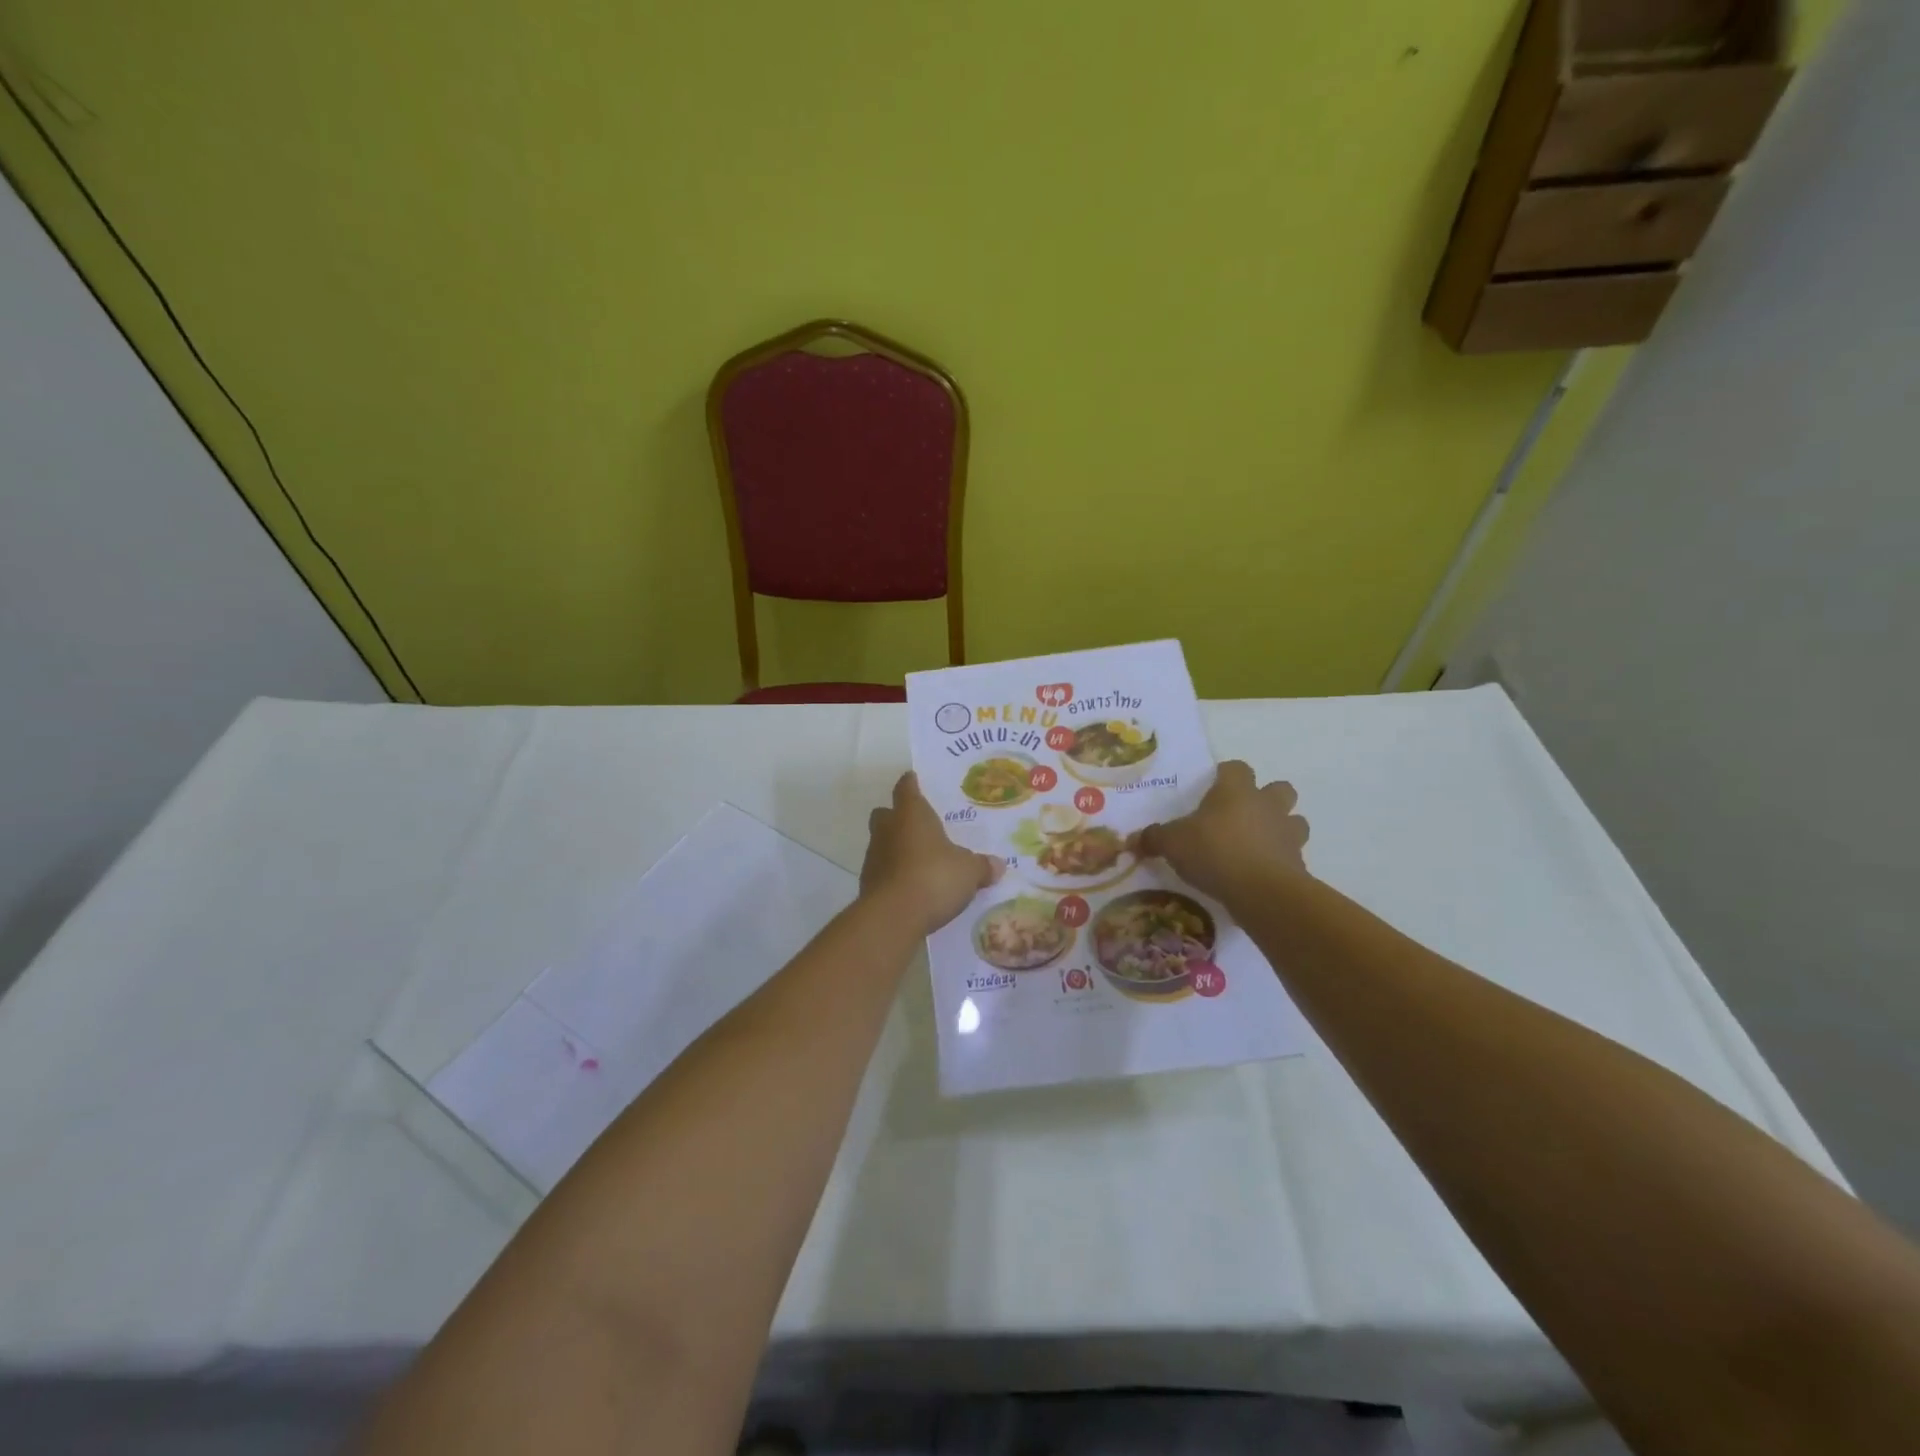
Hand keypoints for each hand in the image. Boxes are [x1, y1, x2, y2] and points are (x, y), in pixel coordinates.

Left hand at [862, 772, 1003, 934]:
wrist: (893, 917)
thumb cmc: (934, 878)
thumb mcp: (968, 872)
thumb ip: (982, 866)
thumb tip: (998, 865)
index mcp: (911, 814)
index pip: (906, 788)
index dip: (911, 784)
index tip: (914, 779)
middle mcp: (888, 829)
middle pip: (886, 813)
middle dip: (898, 816)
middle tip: (918, 825)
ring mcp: (873, 856)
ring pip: (882, 842)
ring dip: (896, 847)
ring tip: (920, 860)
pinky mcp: (867, 883)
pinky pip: (882, 870)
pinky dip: (894, 874)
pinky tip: (912, 886)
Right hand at [1136, 761, 1309, 904]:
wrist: (1261, 891)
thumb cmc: (1214, 852)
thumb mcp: (1172, 844)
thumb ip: (1154, 838)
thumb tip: (1134, 839)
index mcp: (1236, 791)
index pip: (1236, 768)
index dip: (1226, 775)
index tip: (1213, 788)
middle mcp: (1266, 805)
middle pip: (1279, 788)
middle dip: (1266, 798)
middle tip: (1242, 816)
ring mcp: (1288, 834)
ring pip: (1295, 821)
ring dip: (1281, 828)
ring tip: (1257, 845)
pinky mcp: (1299, 864)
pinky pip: (1292, 856)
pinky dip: (1280, 861)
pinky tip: (1260, 875)